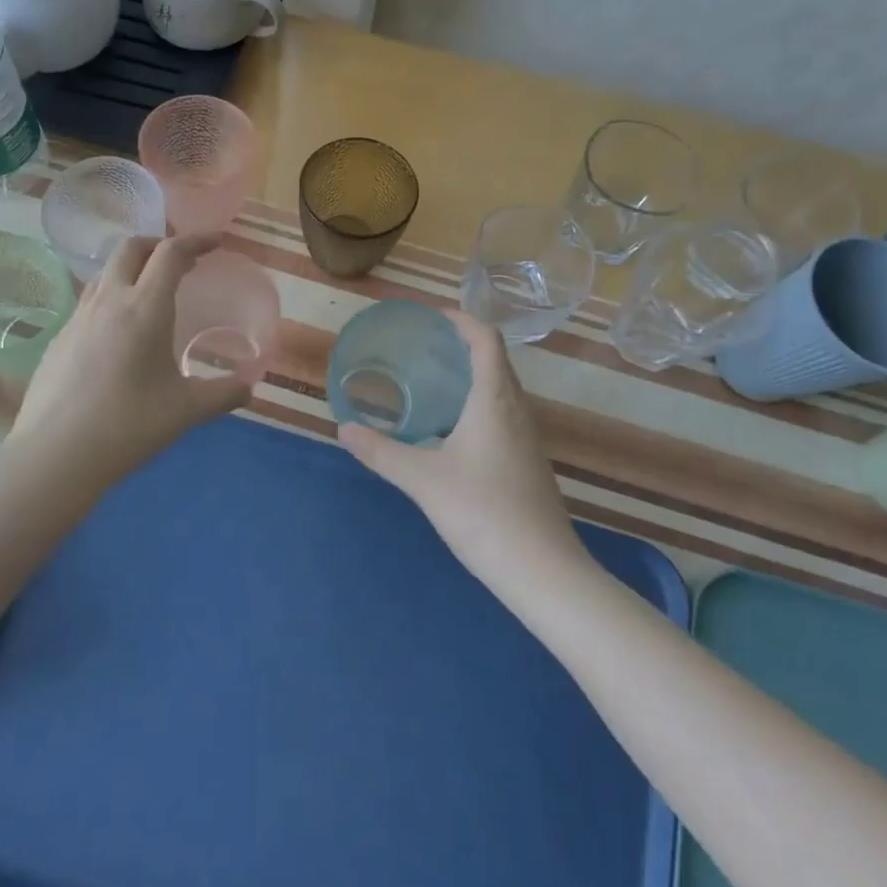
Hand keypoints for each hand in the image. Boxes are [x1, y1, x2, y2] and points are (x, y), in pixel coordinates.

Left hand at [10, 234, 249, 481]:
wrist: (55, 453)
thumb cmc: (128, 426)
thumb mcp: (186, 411)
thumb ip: (223, 395)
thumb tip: (249, 387)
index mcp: (145, 308)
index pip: (170, 253)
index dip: (195, 241)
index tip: (215, 243)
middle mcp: (109, 301)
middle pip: (131, 248)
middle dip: (159, 245)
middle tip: (182, 263)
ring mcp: (77, 318)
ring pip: (105, 272)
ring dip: (132, 268)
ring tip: (150, 291)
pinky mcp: (58, 338)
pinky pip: (89, 301)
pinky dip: (111, 297)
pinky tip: (118, 333)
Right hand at [338, 310, 579, 588]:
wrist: (543, 570)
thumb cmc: (483, 513)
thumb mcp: (422, 480)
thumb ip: (381, 452)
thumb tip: (343, 429)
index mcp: (494, 401)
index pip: (486, 340)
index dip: (462, 320)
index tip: (432, 316)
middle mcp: (516, 411)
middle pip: (495, 361)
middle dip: (462, 345)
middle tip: (423, 346)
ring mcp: (527, 438)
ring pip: (501, 390)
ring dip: (471, 376)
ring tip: (432, 381)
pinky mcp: (527, 462)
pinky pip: (502, 415)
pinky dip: (477, 404)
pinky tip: (451, 430)